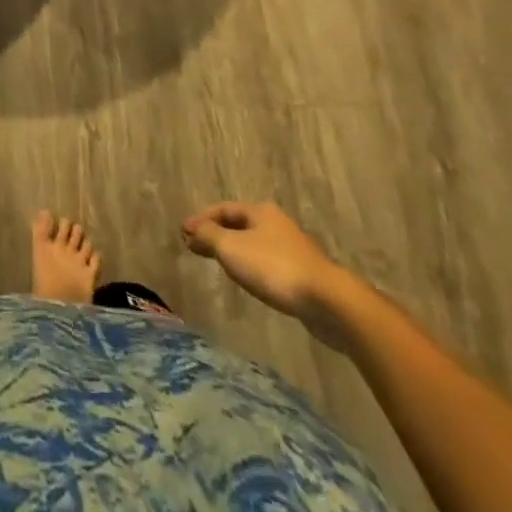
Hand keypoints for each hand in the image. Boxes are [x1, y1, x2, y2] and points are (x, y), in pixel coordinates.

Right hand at [182, 201, 353, 344]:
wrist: (328, 302)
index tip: (183, 232)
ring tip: (218, 262)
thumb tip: (192, 230)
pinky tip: (248, 278)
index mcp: (260, 211)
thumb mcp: (231, 248)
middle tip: (196, 245)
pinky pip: (267, 262)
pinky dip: (251, 265)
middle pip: (239, 224)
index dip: (201, 219)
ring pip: (254, 243)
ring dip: (234, 250)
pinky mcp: (303, 273)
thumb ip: (208, 236)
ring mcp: (293, 248)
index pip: (223, 209)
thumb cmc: (274, 267)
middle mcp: (276, 224)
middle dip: (217, 233)